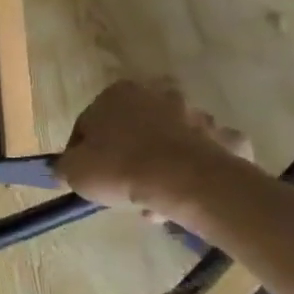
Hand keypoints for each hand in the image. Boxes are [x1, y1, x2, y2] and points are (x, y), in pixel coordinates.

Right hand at [55, 81, 252, 220]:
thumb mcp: (73, 171)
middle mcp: (159, 95)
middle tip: (118, 183)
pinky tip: (182, 196)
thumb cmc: (119, 168)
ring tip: (150, 199)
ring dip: (160, 164)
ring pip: (170, 141)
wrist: (187, 183)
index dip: (81, 151)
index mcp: (117, 94)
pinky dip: (194, 172)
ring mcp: (199, 116)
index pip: (88, 122)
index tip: (83, 174)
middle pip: (134, 128)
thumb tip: (66, 168)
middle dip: (126, 152)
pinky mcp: (228, 139)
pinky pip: (204, 157)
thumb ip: (65, 165)